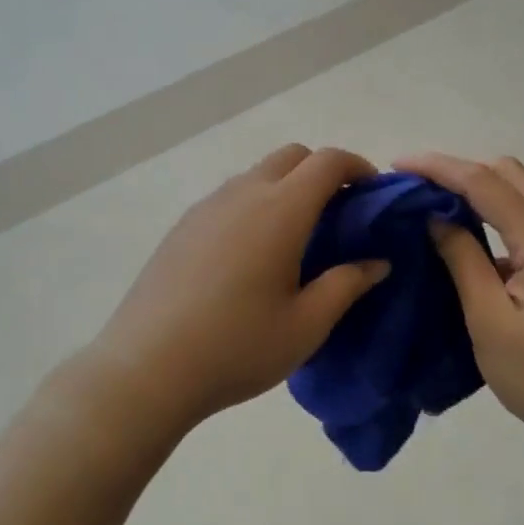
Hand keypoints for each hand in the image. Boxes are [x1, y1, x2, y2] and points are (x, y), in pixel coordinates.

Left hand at [90, 145, 391, 432]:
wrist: (146, 368)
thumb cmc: (237, 347)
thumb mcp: (305, 326)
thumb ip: (346, 285)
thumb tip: (377, 262)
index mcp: (281, 210)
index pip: (327, 161)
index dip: (357, 165)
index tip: (372, 192)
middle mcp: (244, 194)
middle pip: (292, 156)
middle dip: (322, 171)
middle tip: (338, 213)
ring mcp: (208, 206)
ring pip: (258, 173)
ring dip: (287, 186)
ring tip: (297, 236)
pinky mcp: (184, 225)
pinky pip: (231, 195)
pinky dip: (255, 203)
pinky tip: (252, 253)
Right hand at [399, 152, 523, 459]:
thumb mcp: (490, 322)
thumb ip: (463, 260)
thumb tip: (436, 218)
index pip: (483, 182)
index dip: (438, 167)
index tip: (397, 165)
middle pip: (508, 174)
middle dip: (459, 170)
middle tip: (417, 188)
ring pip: (521, 193)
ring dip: (478, 189)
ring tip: (434, 207)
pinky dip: (495, 213)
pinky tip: (469, 238)